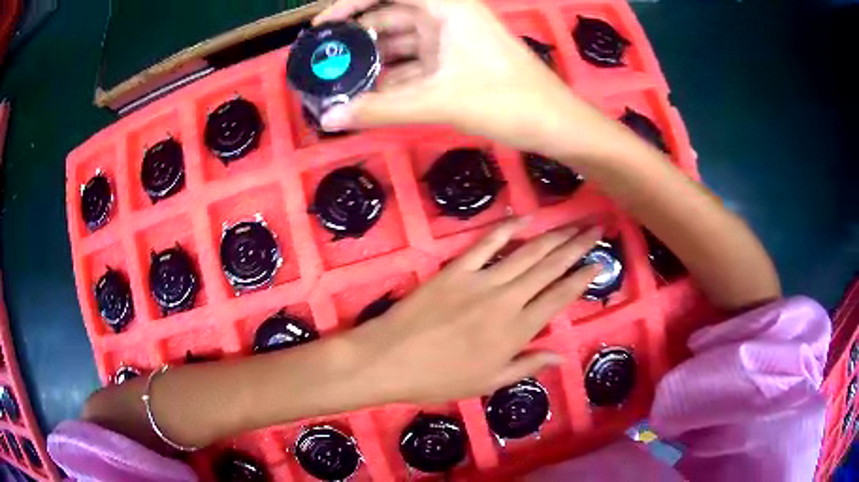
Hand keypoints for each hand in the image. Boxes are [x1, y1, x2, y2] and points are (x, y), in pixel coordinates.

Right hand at [314, 0, 612, 157]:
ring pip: (400, 45)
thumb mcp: (439, 101)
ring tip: (338, 84)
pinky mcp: (456, 63)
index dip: (351, 3)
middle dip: (356, 40)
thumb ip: (380, 108)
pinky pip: (414, 65)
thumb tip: (330, 118)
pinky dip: (392, 79)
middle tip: (323, 63)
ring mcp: (451, 41)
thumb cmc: (507, 101)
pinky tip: (368, 97)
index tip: (323, 25)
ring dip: (372, 63)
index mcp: (446, 7)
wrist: (556, 124)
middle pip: (389, 19)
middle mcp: (446, 17)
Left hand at [347, 218, 601, 403]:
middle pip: (550, 267)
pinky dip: (507, 229)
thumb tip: (561, 356)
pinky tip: (525, 219)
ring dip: (553, 236)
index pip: (560, 297)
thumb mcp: (487, 383)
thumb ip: (526, 366)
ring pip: (527, 253)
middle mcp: (506, 300)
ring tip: (574, 223)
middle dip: (577, 246)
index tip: (600, 262)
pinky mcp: (456, 269)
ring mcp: (480, 280)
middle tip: (596, 229)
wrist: (390, 359)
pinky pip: (486, 244)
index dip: (583, 278)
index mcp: (516, 331)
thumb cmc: (439, 379)